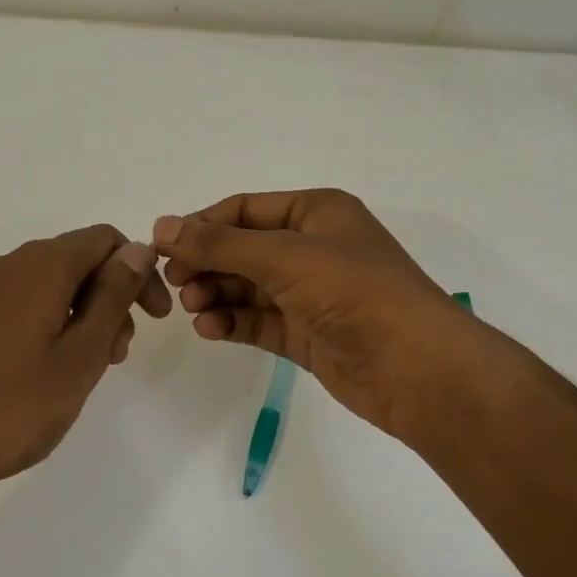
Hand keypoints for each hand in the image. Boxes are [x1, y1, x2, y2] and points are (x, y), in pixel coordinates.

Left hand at [0, 225, 170, 495]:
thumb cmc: (14, 406)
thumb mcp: (81, 354)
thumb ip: (113, 296)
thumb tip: (137, 250)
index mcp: (38, 266)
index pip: (104, 240)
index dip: (138, 272)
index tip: (153, 319)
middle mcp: (3, 264)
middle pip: (74, 260)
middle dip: (109, 298)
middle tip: (116, 355)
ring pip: (47, 284)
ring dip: (80, 313)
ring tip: (85, 369)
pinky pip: (18, 302)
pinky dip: (47, 321)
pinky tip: (47, 368)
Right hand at [154, 189, 491, 439]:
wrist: (415, 367)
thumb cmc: (353, 292)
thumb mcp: (284, 257)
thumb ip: (219, 244)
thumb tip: (162, 227)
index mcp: (317, 212)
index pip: (244, 209)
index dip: (201, 225)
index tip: (161, 247)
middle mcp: (313, 248)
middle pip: (243, 248)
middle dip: (207, 263)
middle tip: (173, 283)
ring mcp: (311, 293)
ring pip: (248, 287)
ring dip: (216, 294)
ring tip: (192, 308)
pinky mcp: (307, 334)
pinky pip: (259, 321)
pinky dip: (232, 322)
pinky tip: (209, 329)